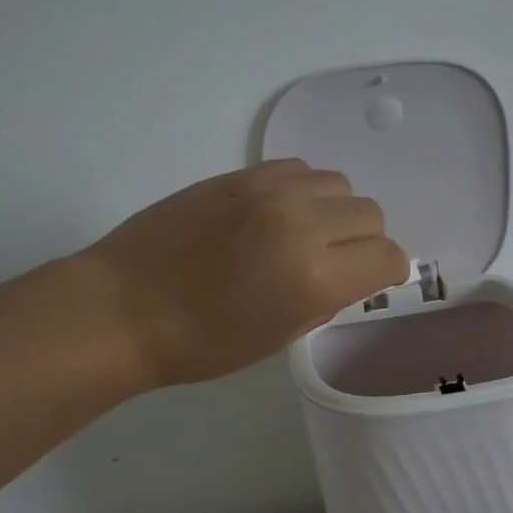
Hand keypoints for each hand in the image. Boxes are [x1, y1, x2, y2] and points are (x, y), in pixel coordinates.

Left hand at [76, 160, 407, 387]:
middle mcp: (301, 224)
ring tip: (302, 234)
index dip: (385, 272)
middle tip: (333, 261)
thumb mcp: (278, 337)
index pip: (388, 256)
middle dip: (363, 241)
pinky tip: (274, 214)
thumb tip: (349, 274)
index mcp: (315, 277)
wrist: (124, 308)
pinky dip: (301, 190)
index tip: (369, 280)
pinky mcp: (239, 175)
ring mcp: (268, 192)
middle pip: (370, 214)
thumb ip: (326, 299)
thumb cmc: (202, 343)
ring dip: (333, 211)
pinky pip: (298, 169)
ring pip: (338, 184)